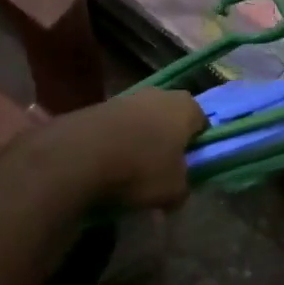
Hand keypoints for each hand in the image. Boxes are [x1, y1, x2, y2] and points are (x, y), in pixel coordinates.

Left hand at [44, 88, 206, 211]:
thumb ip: (183, 187)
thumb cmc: (141, 168)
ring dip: (140, 140)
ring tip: (132, 170)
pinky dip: (117, 142)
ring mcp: (127, 97)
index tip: (190, 166)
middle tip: (163, 168)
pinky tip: (110, 165)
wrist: (81, 154)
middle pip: (170, 118)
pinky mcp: (99, 106)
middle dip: (168, 140)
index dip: (198, 145)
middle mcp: (159, 94)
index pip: (202, 122)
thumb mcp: (174, 190)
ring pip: (143, 121)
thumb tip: (178, 188)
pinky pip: (118, 127)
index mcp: (185, 106)